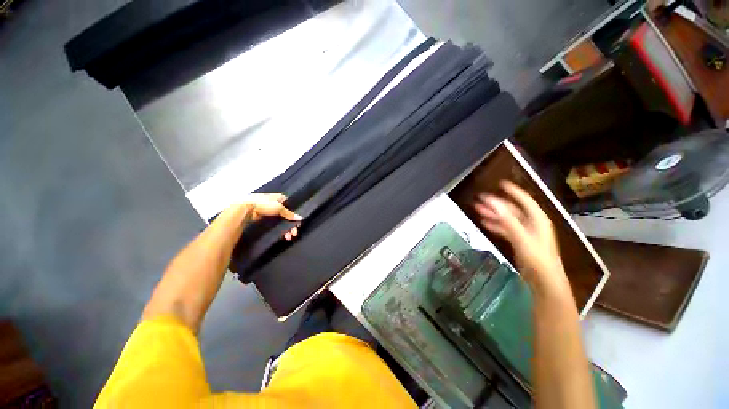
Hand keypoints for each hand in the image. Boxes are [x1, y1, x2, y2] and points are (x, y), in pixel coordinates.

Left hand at [237, 193, 301, 240]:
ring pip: (281, 222)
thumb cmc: (263, 204)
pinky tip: (282, 235)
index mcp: (280, 198)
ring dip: (286, 229)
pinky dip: (279, 230)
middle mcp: (275, 204)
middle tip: (294, 232)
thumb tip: (300, 218)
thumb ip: (289, 213)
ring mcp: (269, 212)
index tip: (298, 222)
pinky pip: (275, 225)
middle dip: (291, 224)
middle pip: (287, 216)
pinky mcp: (264, 219)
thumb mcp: (279, 207)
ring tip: (288, 236)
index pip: (291, 206)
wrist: (246, 209)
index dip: (295, 214)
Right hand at [474, 181, 570, 298]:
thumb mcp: (521, 237)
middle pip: (511, 209)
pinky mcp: (520, 241)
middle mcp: (531, 223)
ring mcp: (525, 232)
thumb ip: (507, 219)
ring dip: (493, 215)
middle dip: (496, 205)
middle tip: (479, 200)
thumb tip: (493, 202)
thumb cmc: (537, 258)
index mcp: (536, 219)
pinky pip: (506, 229)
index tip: (500, 183)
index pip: (524, 200)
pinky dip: (496, 225)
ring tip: (478, 211)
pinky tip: (485, 224)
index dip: (513, 191)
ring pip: (507, 219)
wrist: (544, 281)